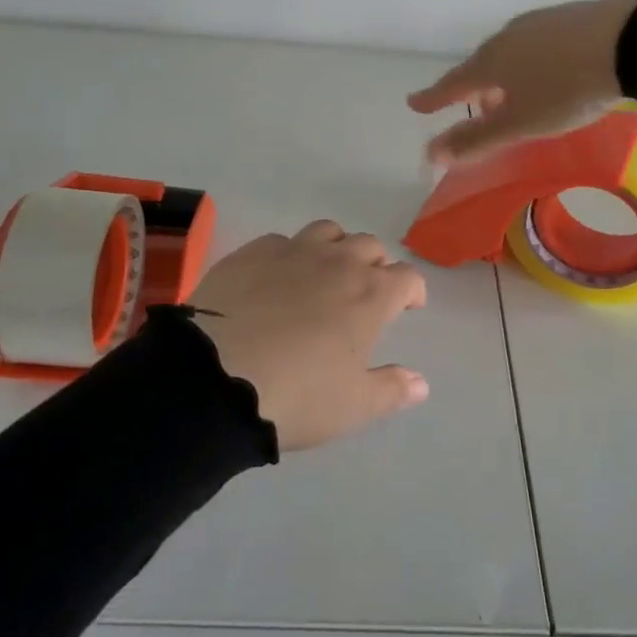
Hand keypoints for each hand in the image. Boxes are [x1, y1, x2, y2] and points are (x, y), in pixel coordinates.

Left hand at [189, 220, 429, 452]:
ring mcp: (291, 252)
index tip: (407, 306)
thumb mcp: (353, 406)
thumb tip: (421, 383)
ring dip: (335, 247)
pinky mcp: (250, 253)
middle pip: (369, 246)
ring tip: (325, 272)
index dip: (412, 290)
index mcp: (371, 295)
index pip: (407, 277)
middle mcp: (337, 262)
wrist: (215, 378)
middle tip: (365, 293)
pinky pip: (280, 241)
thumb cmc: (298, 395)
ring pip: (327, 231)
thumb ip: (392, 390)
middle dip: (375, 265)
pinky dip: (289, 254)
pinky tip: (276, 278)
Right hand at [407, 0, 636, 164]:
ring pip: (511, 52)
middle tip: (475, 105)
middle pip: (482, 65)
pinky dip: (533, 62)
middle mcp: (508, 36)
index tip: (414, 104)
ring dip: (505, 75)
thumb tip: (431, 154)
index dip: (434, 98)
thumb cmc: (565, 89)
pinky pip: (538, 43)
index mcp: (490, 62)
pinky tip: (551, 69)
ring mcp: (540, 22)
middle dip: (475, 87)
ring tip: (515, 92)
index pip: (453, 84)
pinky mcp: (570, 16)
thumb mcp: (520, 123)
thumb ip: (476, 140)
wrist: (628, 41)